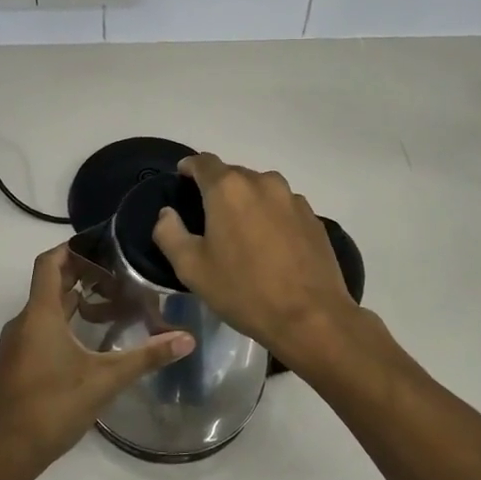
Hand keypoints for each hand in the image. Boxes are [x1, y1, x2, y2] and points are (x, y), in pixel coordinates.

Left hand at [0, 245, 194, 479]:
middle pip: (49, 285)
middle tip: (117, 272)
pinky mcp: (17, 366)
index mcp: (40, 315)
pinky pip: (39, 330)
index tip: (100, 244)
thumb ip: (145, 357)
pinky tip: (88, 342)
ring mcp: (16, 345)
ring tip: (109, 304)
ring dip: (73, 301)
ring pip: (45, 310)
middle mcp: (24, 323)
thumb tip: (187, 339)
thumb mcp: (104, 381)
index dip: (72, 248)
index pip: (49, 263)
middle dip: (80, 274)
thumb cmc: (51, 407)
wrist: (2, 454)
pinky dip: (63, 324)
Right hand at [152, 154, 358, 367]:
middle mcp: (262, 182)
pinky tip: (270, 245)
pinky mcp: (313, 217)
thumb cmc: (243, 291)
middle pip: (233, 174)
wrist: (310, 317)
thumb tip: (167, 213)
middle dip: (218, 188)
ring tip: (241, 231)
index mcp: (228, 188)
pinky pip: (283, 207)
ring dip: (247, 201)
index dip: (190, 168)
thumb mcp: (191, 268)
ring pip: (261, 189)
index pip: (203, 162)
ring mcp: (292, 198)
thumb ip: (170, 233)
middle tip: (208, 216)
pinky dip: (271, 216)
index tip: (182, 179)